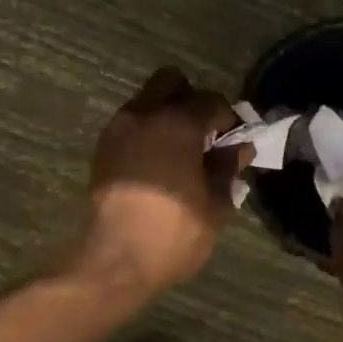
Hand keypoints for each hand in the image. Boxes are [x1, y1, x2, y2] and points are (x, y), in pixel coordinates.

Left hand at [79, 66, 247, 296]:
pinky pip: (130, 124)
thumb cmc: (173, 232)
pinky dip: (146, 132)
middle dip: (190, 99)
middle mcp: (145, 115)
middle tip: (203, 134)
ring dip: (165, 115)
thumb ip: (228, 168)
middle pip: (171, 81)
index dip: (228, 118)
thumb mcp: (215, 204)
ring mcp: (118, 129)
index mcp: (178, 123)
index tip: (234, 141)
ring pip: (146, 101)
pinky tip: (156, 164)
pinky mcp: (102, 148)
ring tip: (179, 151)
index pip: (211, 100)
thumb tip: (239, 148)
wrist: (115, 260)